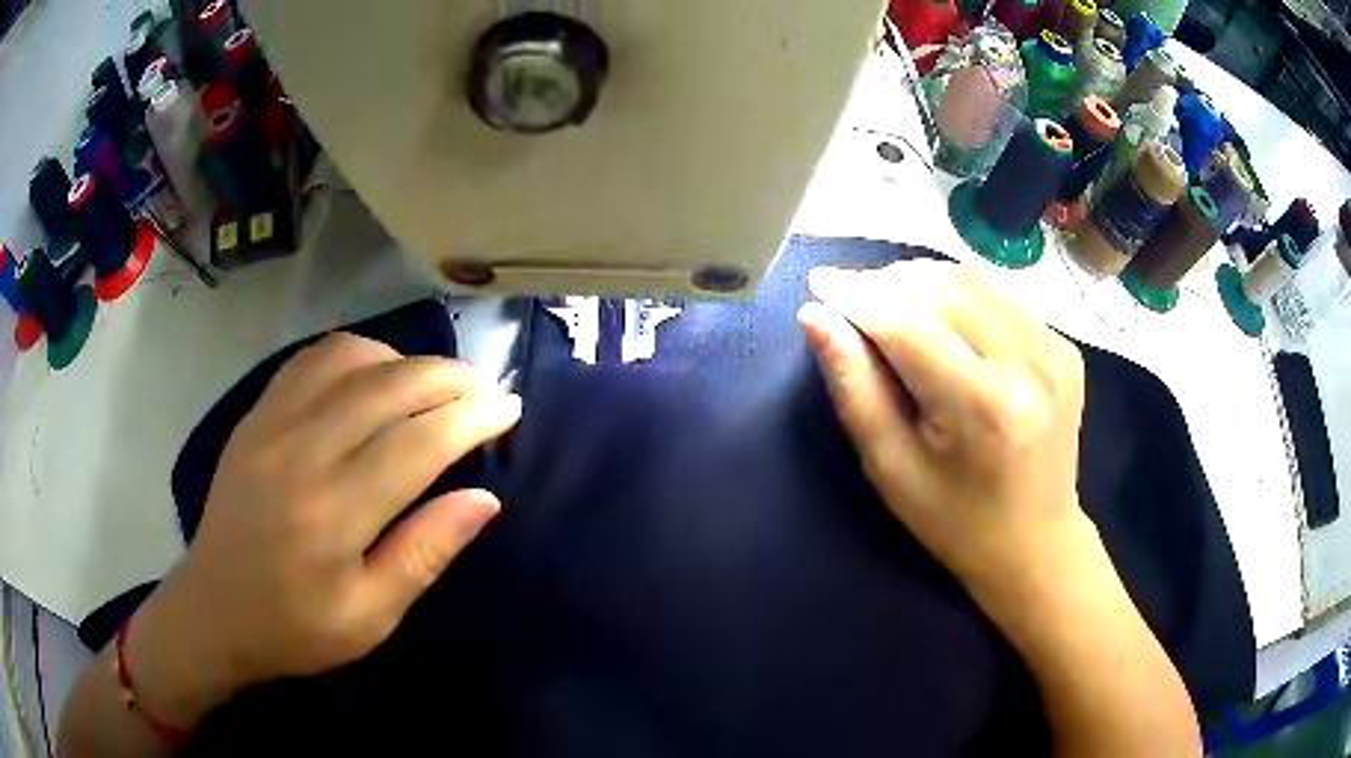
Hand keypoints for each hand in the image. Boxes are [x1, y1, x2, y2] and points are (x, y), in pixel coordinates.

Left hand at [129, 334, 521, 725]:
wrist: (214, 610)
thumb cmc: (296, 628)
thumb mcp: (370, 617)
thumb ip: (424, 554)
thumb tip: (484, 500)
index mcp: (334, 514)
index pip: (418, 443)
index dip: (471, 418)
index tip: (509, 407)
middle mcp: (302, 454)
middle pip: (388, 387)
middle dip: (448, 377)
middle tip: (485, 385)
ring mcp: (271, 425)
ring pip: (350, 359)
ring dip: (403, 359)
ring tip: (433, 381)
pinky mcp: (255, 415)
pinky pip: (311, 360)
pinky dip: (355, 354)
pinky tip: (373, 372)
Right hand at [798, 262, 1090, 602]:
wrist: (1036, 542)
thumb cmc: (954, 521)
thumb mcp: (891, 467)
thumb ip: (854, 386)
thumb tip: (816, 315)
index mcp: (986, 407)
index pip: (910, 325)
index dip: (859, 295)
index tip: (819, 281)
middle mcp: (1031, 363)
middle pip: (945, 288)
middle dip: (887, 283)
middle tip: (849, 297)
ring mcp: (1055, 349)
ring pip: (972, 281)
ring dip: (920, 281)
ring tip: (886, 302)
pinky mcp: (1064, 345)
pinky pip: (998, 296)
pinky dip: (956, 294)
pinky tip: (936, 317)